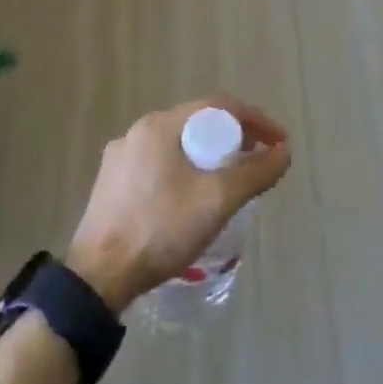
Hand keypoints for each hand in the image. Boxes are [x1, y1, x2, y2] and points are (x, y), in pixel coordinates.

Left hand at [67, 97, 290, 311]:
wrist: (98, 277)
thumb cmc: (160, 229)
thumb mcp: (217, 201)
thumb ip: (254, 173)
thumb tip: (284, 153)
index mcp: (160, 126)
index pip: (218, 106)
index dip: (255, 120)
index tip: (278, 143)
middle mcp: (137, 133)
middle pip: (197, 123)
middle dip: (233, 138)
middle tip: (257, 161)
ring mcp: (120, 159)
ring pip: (177, 146)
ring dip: (208, 156)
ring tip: (229, 182)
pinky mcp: (111, 185)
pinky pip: (159, 166)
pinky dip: (184, 172)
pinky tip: (192, 200)